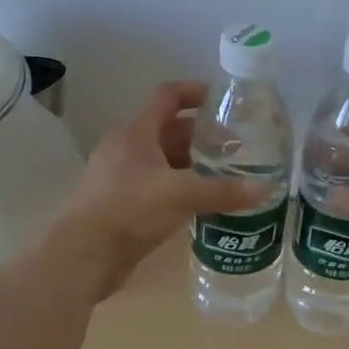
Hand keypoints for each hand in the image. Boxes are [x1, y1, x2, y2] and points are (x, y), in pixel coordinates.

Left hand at [49, 81, 265, 299]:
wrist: (82, 256)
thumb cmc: (129, 211)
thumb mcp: (181, 196)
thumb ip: (223, 191)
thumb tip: (266, 189)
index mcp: (135, 133)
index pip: (167, 96)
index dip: (195, 91)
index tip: (224, 99)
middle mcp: (126, 149)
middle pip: (168, 130)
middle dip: (201, 134)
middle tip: (235, 145)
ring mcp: (120, 177)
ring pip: (162, 160)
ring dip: (191, 163)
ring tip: (226, 173)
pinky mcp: (120, 204)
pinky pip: (156, 185)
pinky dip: (179, 186)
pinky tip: (201, 201)